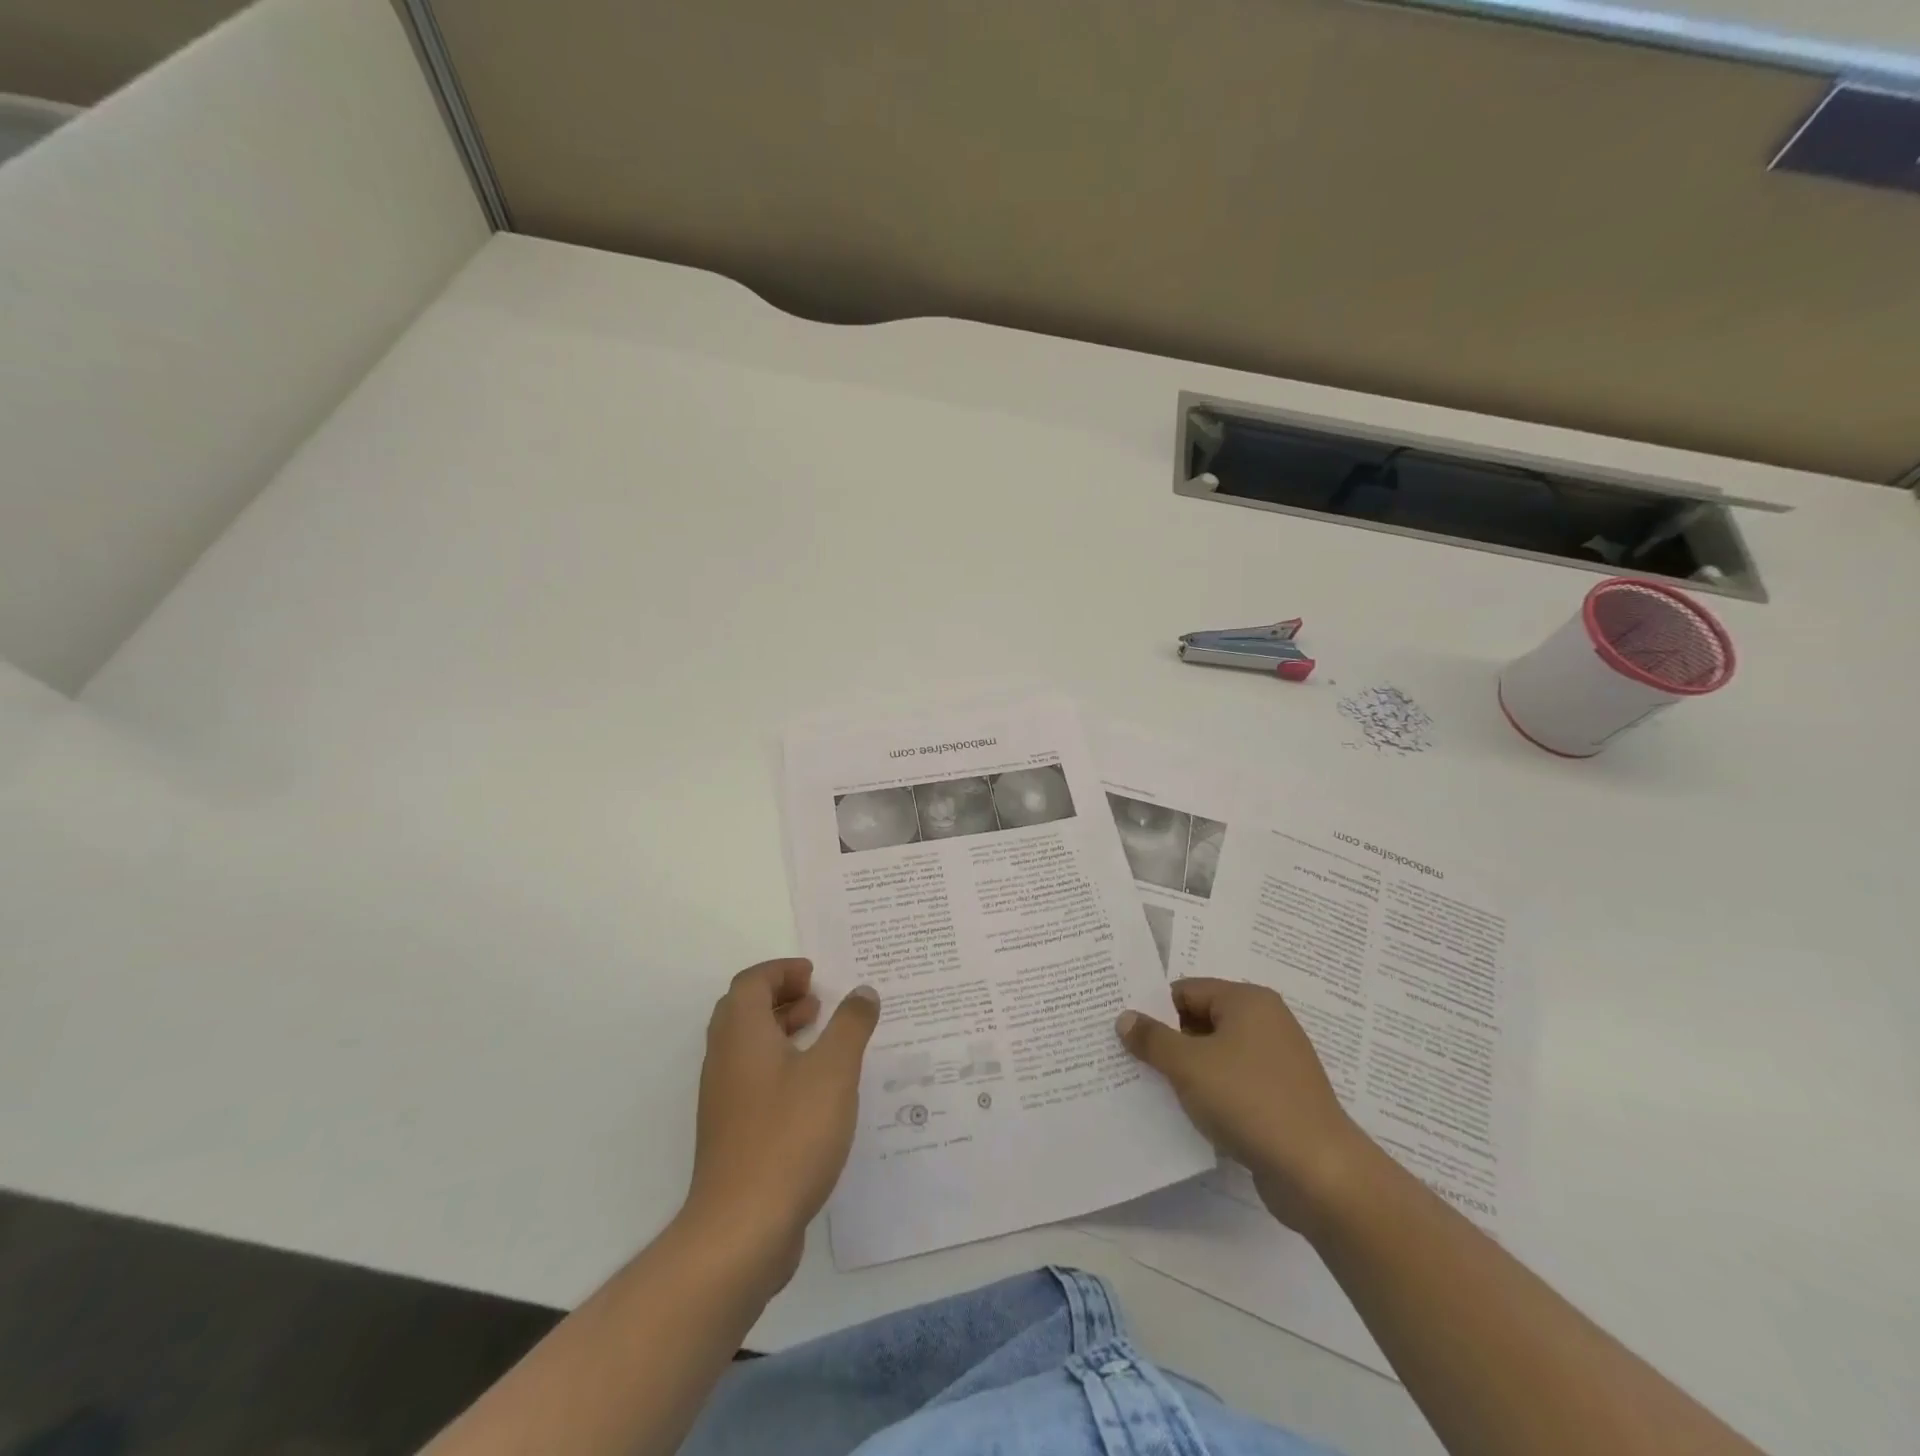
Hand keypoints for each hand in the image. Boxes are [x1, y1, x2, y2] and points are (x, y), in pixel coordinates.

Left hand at [686, 959, 879, 1288]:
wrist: (742, 1228)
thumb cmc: (789, 1134)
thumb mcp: (833, 1071)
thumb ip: (850, 1025)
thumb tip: (862, 991)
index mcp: (741, 1035)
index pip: (751, 983)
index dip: (781, 971)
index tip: (814, 976)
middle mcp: (725, 1060)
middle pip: (743, 1011)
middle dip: (780, 997)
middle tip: (818, 1000)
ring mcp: (724, 1100)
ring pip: (747, 1047)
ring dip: (780, 1031)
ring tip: (821, 1036)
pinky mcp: (732, 1133)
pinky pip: (753, 1079)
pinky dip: (780, 1066)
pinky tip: (815, 1089)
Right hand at [1117, 978, 1368, 1234]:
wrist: (1318, 1173)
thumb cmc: (1249, 1101)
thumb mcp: (1188, 1065)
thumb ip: (1152, 1039)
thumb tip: (1125, 1017)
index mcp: (1247, 1001)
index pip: (1186, 990)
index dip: (1153, 1009)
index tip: (1124, 1031)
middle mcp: (1266, 1023)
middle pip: (1201, 1020)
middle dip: (1168, 1039)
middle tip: (1129, 1057)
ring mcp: (1277, 1062)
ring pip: (1216, 1054)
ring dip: (1187, 1069)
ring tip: (1150, 1086)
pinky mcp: (1281, 1098)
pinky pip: (1233, 1083)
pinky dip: (1210, 1092)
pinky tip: (1186, 1112)